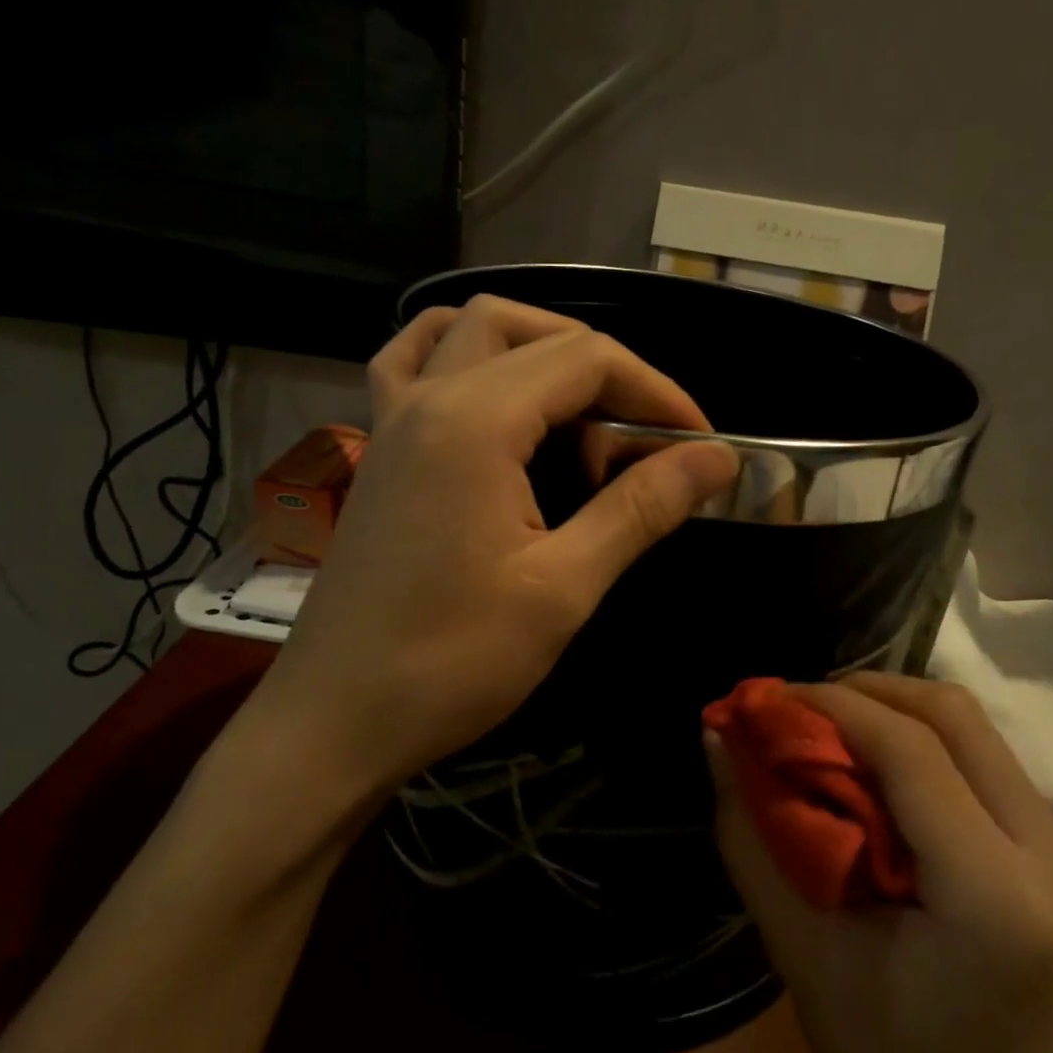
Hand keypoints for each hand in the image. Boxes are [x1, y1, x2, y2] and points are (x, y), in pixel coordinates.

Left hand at [248, 295, 738, 796]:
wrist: (334, 722)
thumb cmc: (451, 661)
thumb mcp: (563, 587)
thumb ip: (641, 508)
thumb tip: (717, 458)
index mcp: (475, 421)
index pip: (586, 360)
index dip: (657, 392)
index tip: (701, 444)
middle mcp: (428, 397)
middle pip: (536, 336)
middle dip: (609, 372)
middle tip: (648, 435)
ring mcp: (393, 419)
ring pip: (472, 330)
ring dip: (539, 347)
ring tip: (582, 406)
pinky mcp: (379, 450)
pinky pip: (414, 362)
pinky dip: (464, 355)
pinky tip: (492, 394)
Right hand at [708, 674, 1052, 1052]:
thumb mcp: (802, 952)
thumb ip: (752, 835)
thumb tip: (715, 738)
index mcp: (995, 893)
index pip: (910, 750)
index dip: (831, 706)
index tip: (768, 699)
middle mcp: (1052, 853)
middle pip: (953, 714)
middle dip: (864, 692)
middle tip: (798, 710)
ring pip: (971, 725)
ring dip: (891, 711)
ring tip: (828, 731)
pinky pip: (982, 756)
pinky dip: (919, 741)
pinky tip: (875, 769)